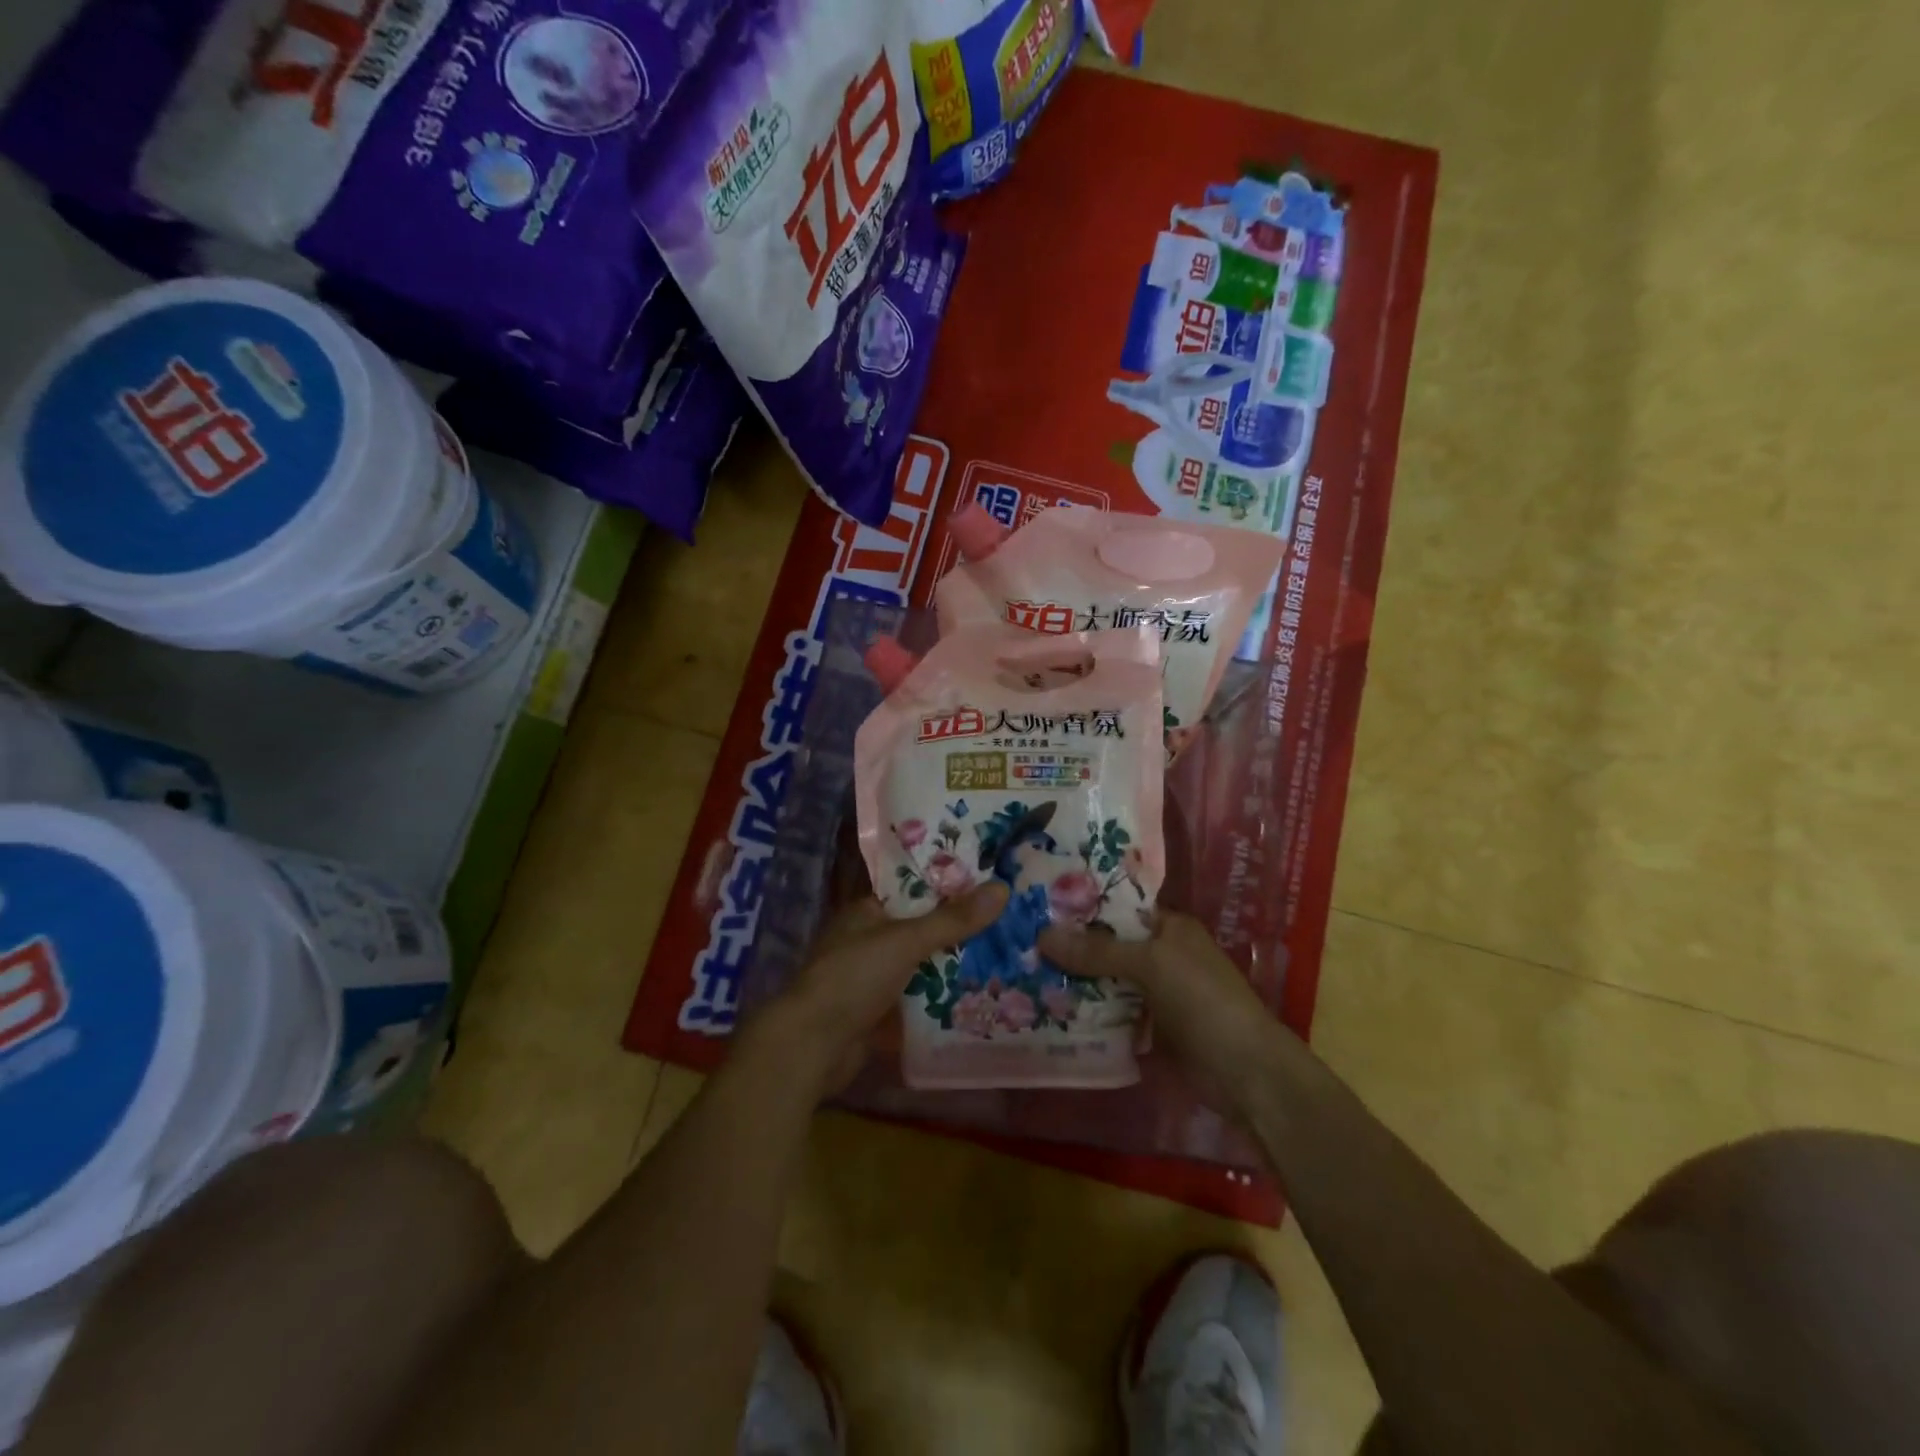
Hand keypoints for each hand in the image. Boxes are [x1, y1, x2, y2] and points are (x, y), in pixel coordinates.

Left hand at [742, 884, 1008, 1101]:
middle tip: (1006, 927)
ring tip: (1002, 961)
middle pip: (921, 931)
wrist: (812, 1046)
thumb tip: (1002, 888)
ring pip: (920, 967)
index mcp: (866, 912)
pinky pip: (915, 1000)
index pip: (914, 892)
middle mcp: (868, 941)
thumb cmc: (853, 978)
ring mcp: (871, 979)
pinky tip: (976, 999)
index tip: (990, 888)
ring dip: (951, 968)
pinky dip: (939, 1000)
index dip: (949, 890)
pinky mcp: (876, 1014)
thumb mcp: (906, 941)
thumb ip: (953, 919)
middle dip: (957, 933)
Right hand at [1038, 913, 1294, 1121]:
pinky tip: (1048, 1011)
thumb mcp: (1151, 964)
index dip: (1081, 907)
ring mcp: (1155, 993)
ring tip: (1022, 973)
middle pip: (1107, 946)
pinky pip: (1110, 1013)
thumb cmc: (1203, 1001)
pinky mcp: (1149, 1028)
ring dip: (1073, 982)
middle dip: (1069, 947)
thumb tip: (1041, 935)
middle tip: (1018, 943)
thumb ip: (1097, 951)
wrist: (1245, 1073)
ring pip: (1105, 980)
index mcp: (1168, 928)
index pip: (1117, 908)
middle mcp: (1160, 955)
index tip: (1036, 907)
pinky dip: (1086, 1013)